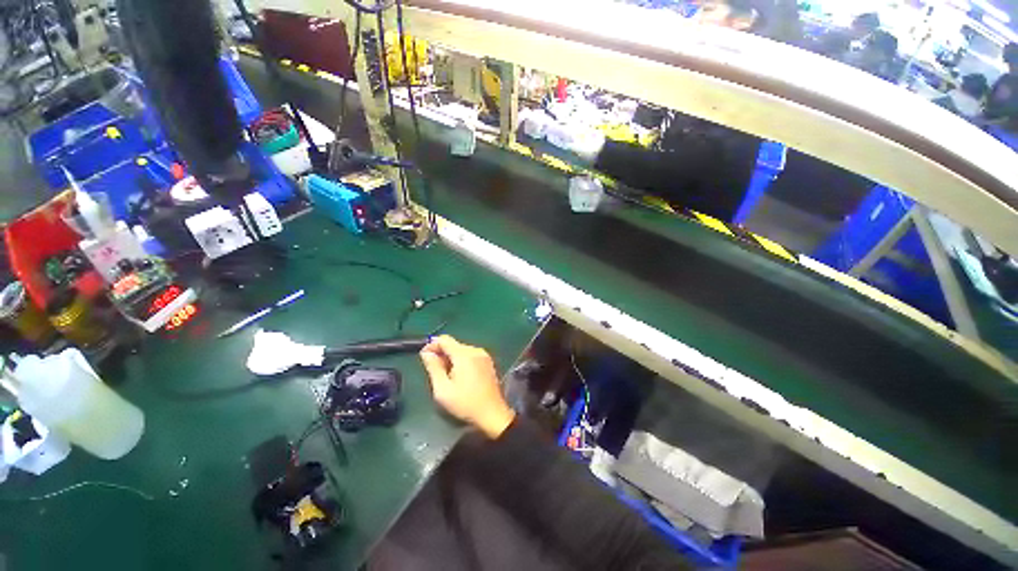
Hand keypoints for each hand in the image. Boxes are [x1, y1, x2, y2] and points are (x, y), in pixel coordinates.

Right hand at [419, 335, 515, 438]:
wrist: (492, 413)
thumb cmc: (465, 403)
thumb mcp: (443, 389)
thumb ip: (433, 368)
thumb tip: (426, 353)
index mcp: (464, 355)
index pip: (444, 339)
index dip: (431, 345)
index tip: (424, 357)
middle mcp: (475, 350)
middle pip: (454, 344)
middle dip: (442, 354)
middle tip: (435, 371)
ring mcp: (484, 355)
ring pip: (462, 350)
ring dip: (452, 358)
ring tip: (447, 376)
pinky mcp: (488, 362)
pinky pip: (471, 356)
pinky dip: (462, 361)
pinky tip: (460, 376)